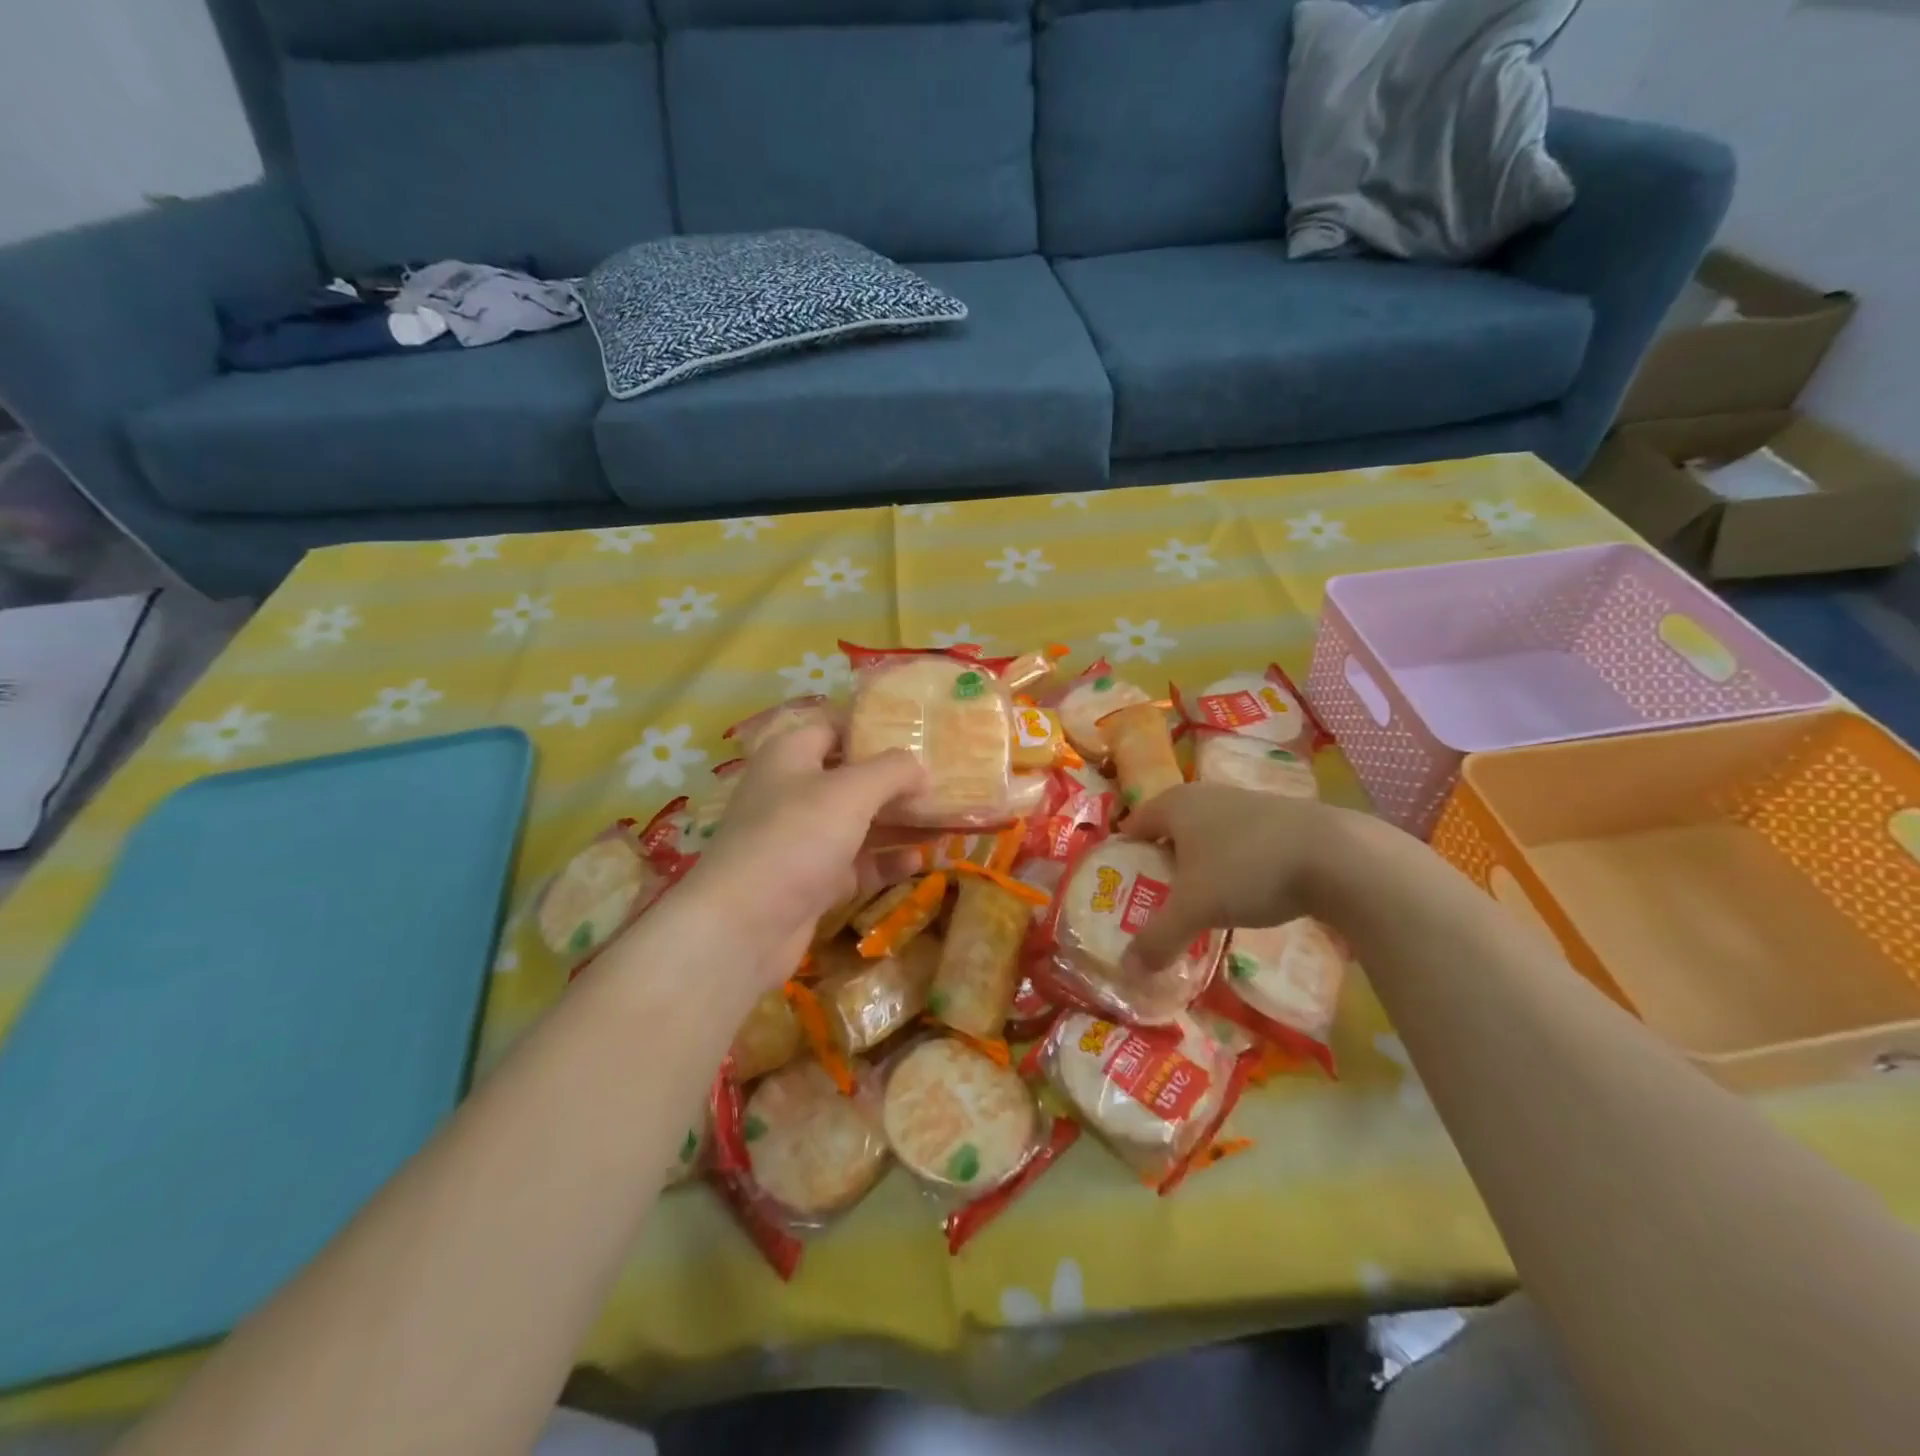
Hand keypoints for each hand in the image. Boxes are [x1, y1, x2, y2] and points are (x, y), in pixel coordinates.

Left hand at [675, 724, 928, 986]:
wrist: (743, 927)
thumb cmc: (795, 838)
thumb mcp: (850, 791)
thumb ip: (892, 771)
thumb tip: (920, 768)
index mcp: (790, 756)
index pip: (835, 729)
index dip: (874, 729)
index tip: (919, 736)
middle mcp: (793, 793)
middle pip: (852, 778)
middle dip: (896, 783)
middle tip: (944, 783)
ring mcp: (801, 840)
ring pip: (858, 823)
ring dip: (898, 824)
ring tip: (945, 822)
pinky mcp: (811, 882)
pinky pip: (856, 864)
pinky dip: (885, 862)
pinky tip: (920, 862)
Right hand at [1118, 783, 1383, 971]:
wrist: (1338, 857)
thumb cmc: (1247, 869)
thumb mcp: (1195, 909)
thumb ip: (1158, 938)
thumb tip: (1127, 972)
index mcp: (1175, 804)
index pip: (1133, 825)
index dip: (1123, 856)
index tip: (1118, 889)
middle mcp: (1206, 795)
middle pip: (1170, 830)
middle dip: (1160, 865)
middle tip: (1153, 902)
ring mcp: (1246, 803)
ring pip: (1207, 836)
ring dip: (1198, 866)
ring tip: (1198, 903)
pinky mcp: (1280, 819)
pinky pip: (1239, 843)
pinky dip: (1232, 866)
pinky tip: (1243, 895)